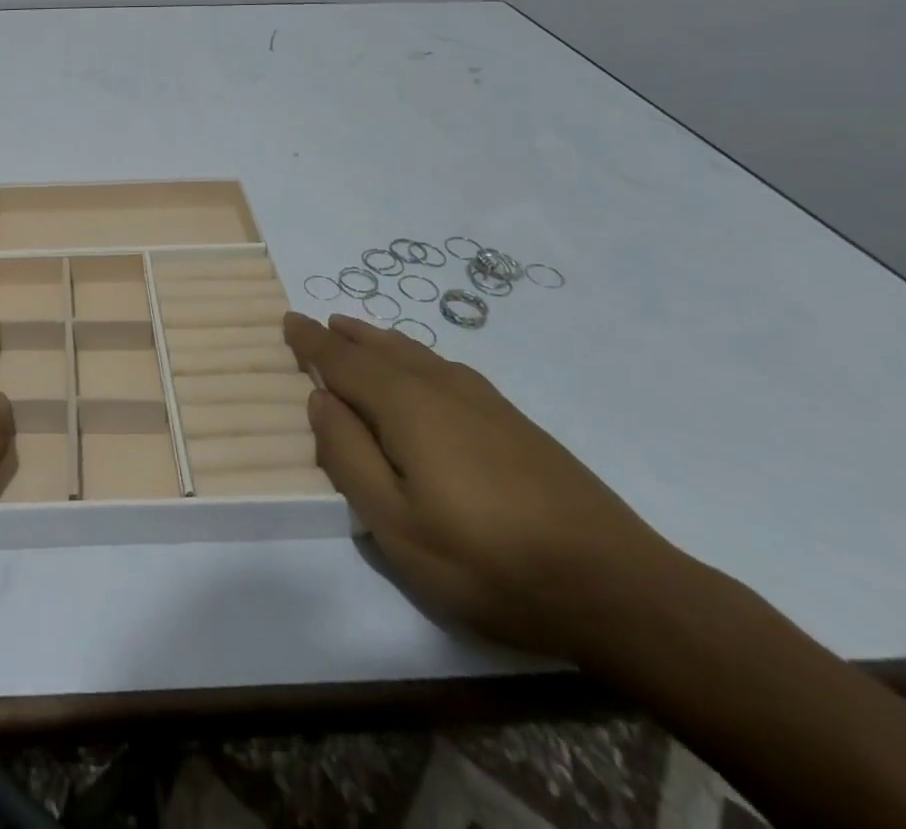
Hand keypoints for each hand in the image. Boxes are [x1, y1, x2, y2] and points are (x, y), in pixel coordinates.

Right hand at [286, 311, 682, 661]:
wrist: (615, 585)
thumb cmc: (487, 559)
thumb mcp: (395, 523)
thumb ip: (348, 456)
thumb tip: (320, 399)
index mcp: (405, 404)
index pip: (344, 359)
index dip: (313, 340)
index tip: (289, 320)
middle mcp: (441, 386)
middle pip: (382, 348)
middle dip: (347, 335)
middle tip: (322, 322)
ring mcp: (484, 401)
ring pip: (417, 354)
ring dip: (382, 341)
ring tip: (362, 335)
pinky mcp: (515, 421)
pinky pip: (446, 368)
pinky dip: (417, 357)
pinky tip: (425, 372)